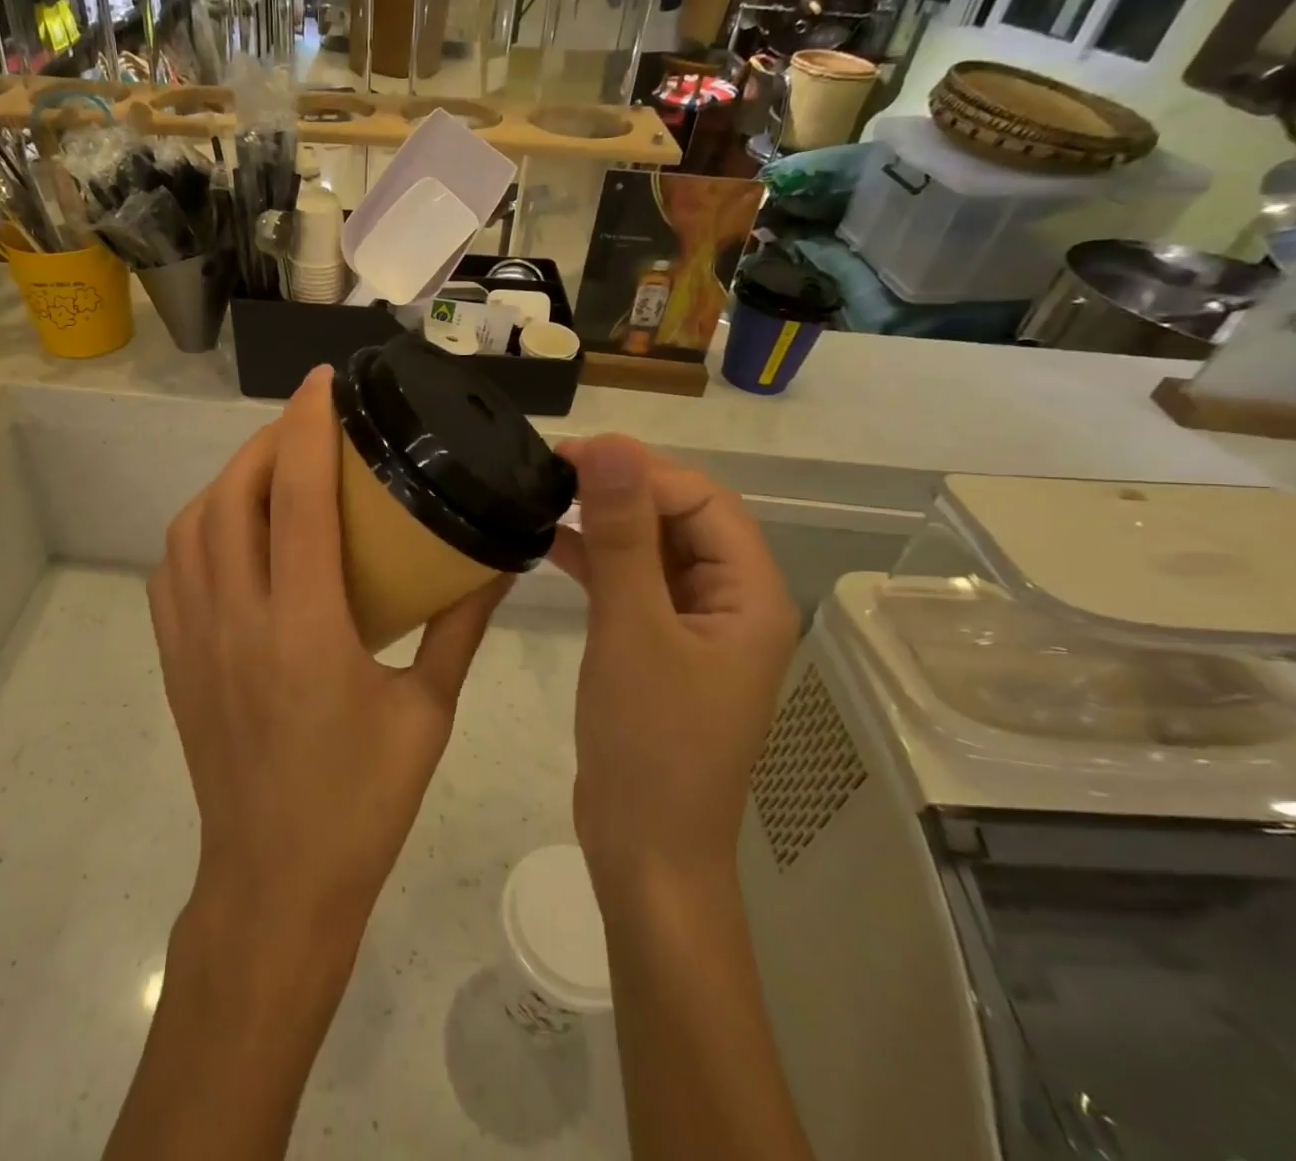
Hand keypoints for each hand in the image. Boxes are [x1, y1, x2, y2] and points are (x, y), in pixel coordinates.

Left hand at [149, 366, 509, 947]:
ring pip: (191, 526)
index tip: (324, 383)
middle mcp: (237, 620)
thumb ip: (459, 626)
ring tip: (274, 468)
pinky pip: (173, 567)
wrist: (274, 885)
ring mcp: (193, 639)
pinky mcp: (175, 659)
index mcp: (304, 630)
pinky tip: (235, 530)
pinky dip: (201, 526)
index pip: (298, 499)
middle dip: (268, 442)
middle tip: (310, 423)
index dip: (308, 428)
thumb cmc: (361, 803)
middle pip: (232, 496)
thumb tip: (497, 560)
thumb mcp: (428, 713)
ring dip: (230, 480)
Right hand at [550, 436, 798, 898]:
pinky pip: (631, 583)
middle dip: (621, 487)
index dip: (641, 468)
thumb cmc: (650, 742)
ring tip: (545, 494)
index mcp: (749, 594)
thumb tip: (611, 445)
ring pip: (652, 548)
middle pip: (680, 517)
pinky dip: (595, 558)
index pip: (702, 500)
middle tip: (552, 469)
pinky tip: (548, 542)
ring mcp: (693, 625)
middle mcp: (730, 601)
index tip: (572, 453)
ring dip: (604, 520)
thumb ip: (623, 534)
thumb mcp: (633, 628)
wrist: (645, 850)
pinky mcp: (657, 645)